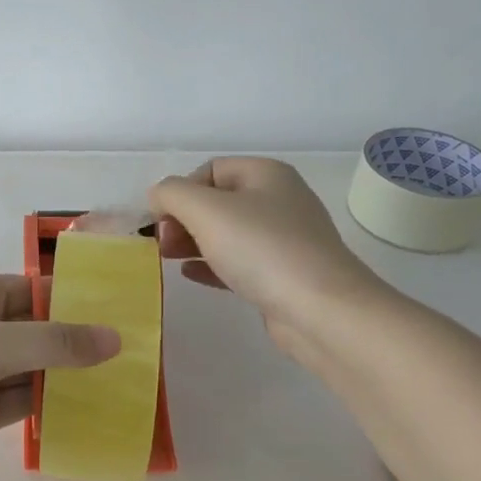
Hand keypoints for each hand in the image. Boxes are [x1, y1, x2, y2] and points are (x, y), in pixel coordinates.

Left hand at [0, 276, 119, 480]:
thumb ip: (52, 343)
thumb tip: (115, 338)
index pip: (33, 290)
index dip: (75, 297)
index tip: (123, 310)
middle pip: (39, 330)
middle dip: (79, 339)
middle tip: (136, 350)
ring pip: (36, 368)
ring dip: (70, 374)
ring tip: (125, 379)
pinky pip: (26, 401)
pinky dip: (53, 404)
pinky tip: (90, 408)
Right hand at [149, 157, 383, 359]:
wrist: (321, 311)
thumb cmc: (262, 249)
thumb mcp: (206, 210)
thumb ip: (172, 194)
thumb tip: (158, 197)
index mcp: (266, 174)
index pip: (210, 170)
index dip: (180, 190)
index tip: (162, 220)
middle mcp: (278, 200)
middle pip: (216, 202)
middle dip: (183, 218)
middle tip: (162, 243)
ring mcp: (283, 240)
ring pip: (226, 233)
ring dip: (193, 242)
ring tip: (168, 259)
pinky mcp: (282, 275)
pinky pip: (238, 262)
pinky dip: (211, 264)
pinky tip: (190, 274)